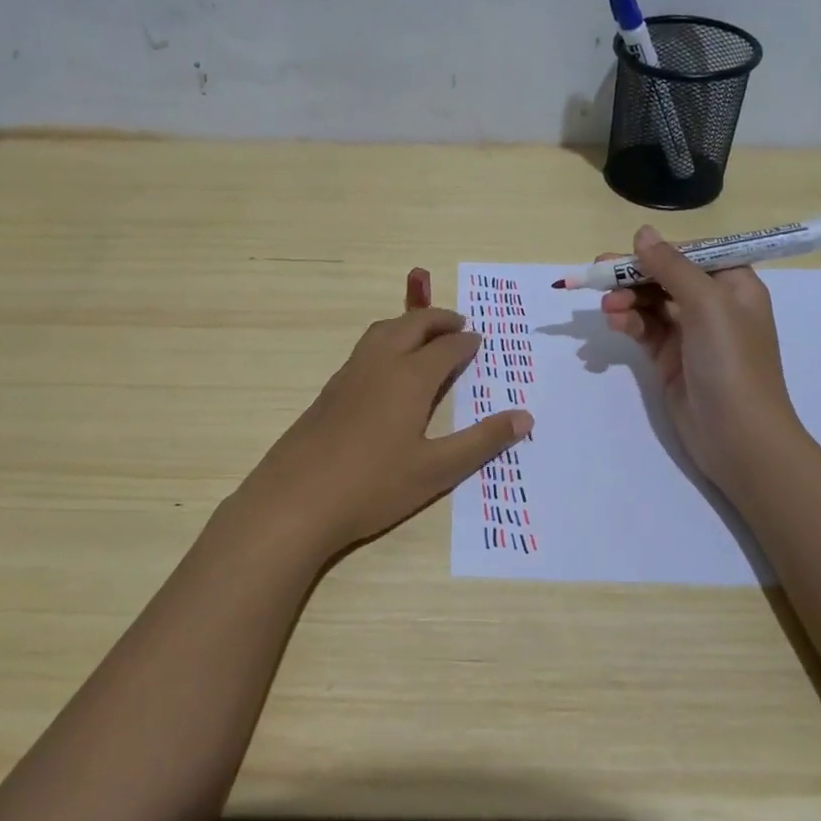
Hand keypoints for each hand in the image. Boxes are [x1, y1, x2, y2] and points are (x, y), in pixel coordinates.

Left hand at [226, 293, 531, 561]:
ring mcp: (349, 375)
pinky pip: (364, 349)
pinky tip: (386, 369)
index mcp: (409, 378)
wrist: (296, 500)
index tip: (479, 340)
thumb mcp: (436, 469)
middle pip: (411, 325)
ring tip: (424, 336)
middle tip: (458, 324)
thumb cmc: (373, 486)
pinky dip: (386, 341)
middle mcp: (379, 364)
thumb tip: (525, 417)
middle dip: (438, 319)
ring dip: (408, 324)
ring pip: (382, 331)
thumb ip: (481, 441)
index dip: (466, 342)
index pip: (445, 348)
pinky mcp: (328, 391)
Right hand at [600, 226, 802, 496]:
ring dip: (627, 301)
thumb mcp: (706, 304)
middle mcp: (714, 304)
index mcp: (734, 284)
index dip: (658, 251)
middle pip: (665, 276)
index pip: (692, 253)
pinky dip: (628, 323)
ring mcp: (691, 333)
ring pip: (650, 303)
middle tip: (598, 275)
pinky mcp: (670, 358)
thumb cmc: (731, 362)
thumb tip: (642, 232)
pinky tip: (615, 325)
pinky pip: (644, 329)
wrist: (738, 437)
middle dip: (634, 276)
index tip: (626, 254)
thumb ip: (672, 266)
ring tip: (608, 310)